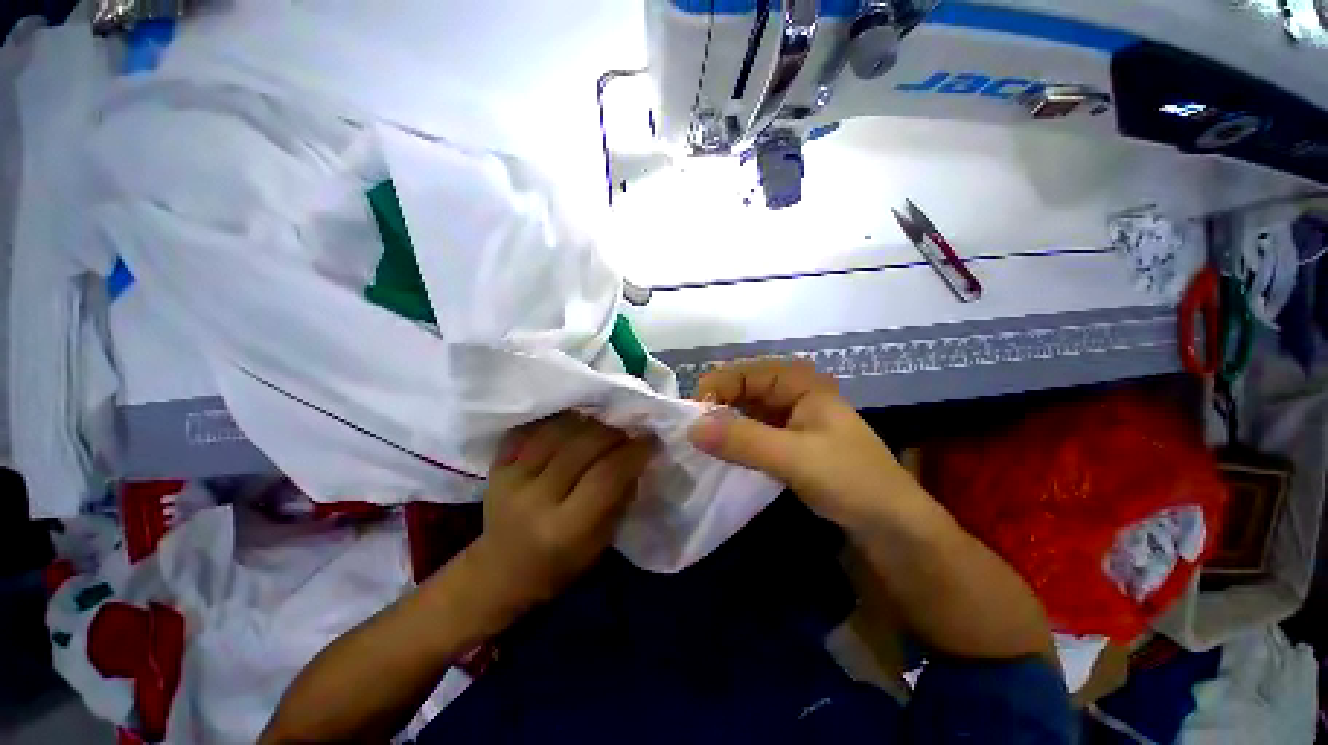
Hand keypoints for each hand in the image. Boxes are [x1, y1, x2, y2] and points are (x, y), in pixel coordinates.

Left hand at [467, 413, 655, 612]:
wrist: (500, 571)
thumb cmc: (559, 565)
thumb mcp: (601, 542)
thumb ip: (620, 497)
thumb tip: (637, 457)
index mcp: (564, 528)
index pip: (607, 475)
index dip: (634, 451)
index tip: (651, 439)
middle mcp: (535, 498)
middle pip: (583, 445)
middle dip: (615, 432)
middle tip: (629, 432)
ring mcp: (511, 477)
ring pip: (559, 429)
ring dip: (588, 421)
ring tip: (602, 427)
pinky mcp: (497, 464)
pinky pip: (533, 427)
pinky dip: (557, 420)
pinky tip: (572, 424)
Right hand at [687, 359, 922, 529]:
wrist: (891, 527)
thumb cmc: (851, 480)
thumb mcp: (794, 457)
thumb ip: (742, 440)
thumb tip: (689, 428)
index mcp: (798, 381)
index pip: (743, 373)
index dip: (715, 389)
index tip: (691, 418)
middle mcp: (791, 392)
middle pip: (741, 390)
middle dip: (716, 408)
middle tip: (691, 434)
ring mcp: (789, 418)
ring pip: (744, 412)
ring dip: (723, 426)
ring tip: (699, 445)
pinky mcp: (787, 442)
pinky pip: (752, 433)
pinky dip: (735, 441)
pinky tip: (721, 455)